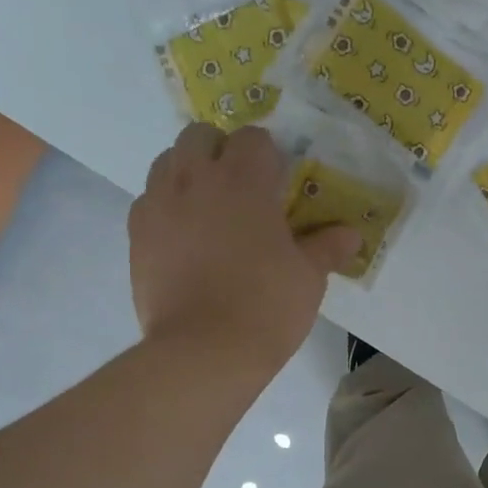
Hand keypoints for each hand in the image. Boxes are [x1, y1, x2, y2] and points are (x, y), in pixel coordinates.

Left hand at [130, 124, 360, 381]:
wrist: (204, 351)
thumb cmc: (266, 306)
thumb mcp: (308, 277)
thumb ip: (327, 247)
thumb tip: (351, 235)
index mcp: (243, 181)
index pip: (253, 138)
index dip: (268, 155)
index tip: (279, 183)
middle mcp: (194, 179)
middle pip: (200, 136)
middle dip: (220, 151)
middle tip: (241, 188)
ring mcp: (158, 205)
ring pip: (167, 163)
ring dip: (188, 173)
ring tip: (210, 209)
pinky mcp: (136, 235)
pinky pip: (149, 202)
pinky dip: (167, 208)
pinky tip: (185, 240)